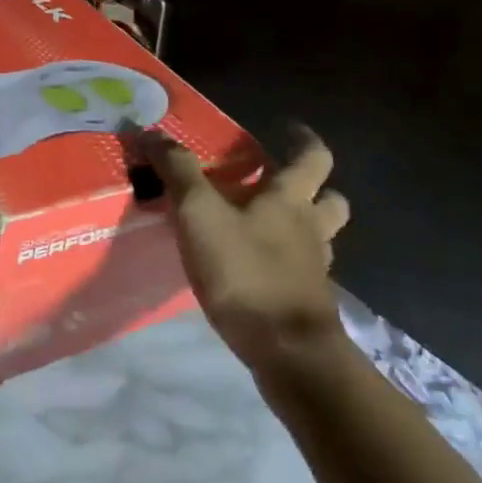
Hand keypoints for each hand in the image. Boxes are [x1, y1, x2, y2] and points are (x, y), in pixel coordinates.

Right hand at [142, 126, 351, 379]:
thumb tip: (152, 132)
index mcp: (291, 199)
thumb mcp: (199, 213)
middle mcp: (311, 229)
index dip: (303, 139)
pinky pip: (302, 271)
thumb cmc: (246, 272)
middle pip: (329, 199)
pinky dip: (286, 263)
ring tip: (266, 224)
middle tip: (278, 181)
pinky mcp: (307, 303)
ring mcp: (314, 269)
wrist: (288, 354)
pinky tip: (257, 268)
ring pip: (320, 236)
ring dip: (302, 225)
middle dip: (313, 186)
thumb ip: (178, 171)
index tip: (288, 128)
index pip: (313, 157)